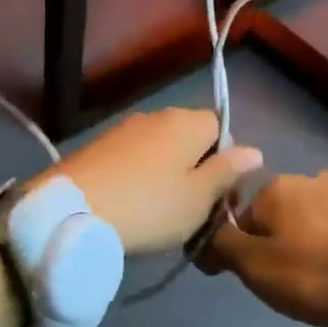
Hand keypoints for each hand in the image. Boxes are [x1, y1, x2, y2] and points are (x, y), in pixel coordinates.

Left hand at [41, 108, 261, 255]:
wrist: (72, 211)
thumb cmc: (149, 207)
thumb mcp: (198, 198)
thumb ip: (227, 171)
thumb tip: (255, 150)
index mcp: (188, 122)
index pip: (222, 128)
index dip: (226, 160)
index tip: (217, 196)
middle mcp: (158, 115)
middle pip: (191, 136)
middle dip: (196, 166)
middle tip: (191, 208)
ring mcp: (125, 128)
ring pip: (161, 147)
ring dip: (167, 171)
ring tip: (159, 210)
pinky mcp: (100, 145)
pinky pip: (134, 156)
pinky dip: (139, 174)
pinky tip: (132, 202)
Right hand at [206, 170, 327, 326]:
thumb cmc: (322, 273)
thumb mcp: (260, 269)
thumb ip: (224, 246)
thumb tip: (202, 231)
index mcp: (278, 190)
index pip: (245, 217)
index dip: (249, 249)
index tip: (265, 278)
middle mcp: (313, 177)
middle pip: (286, 212)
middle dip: (288, 240)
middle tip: (303, 280)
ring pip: (323, 213)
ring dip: (323, 236)